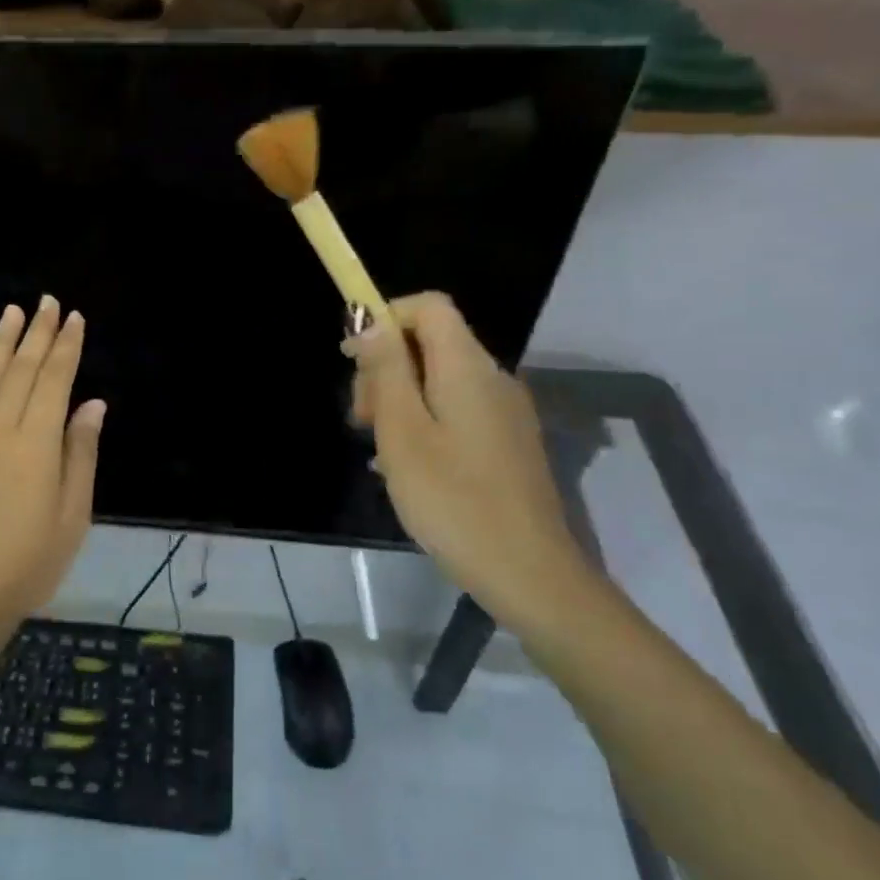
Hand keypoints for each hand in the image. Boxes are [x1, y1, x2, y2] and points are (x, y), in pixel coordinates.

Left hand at [0, 298, 104, 636]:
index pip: (54, 380)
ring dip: (4, 341)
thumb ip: (80, 453)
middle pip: (22, 370)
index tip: (75, 318)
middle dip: (38, 333)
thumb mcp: (72, 513)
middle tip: (48, 302)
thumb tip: (93, 404)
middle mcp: (1, 429)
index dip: (66, 347)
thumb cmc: (30, 561)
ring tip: (14, 311)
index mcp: (36, 443)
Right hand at [347, 293, 591, 627]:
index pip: (430, 307)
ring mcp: (504, 412)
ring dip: (400, 398)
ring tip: (380, 448)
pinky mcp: (507, 441)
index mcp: (467, 368)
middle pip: (431, 343)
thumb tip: (372, 321)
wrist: (527, 572)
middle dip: (386, 366)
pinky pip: (456, 409)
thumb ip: (387, 371)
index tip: (352, 359)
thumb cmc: (452, 499)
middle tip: (361, 418)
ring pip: (440, 379)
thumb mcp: (402, 432)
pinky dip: (423, 421)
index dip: (386, 318)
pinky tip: (406, 465)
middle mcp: (492, 378)